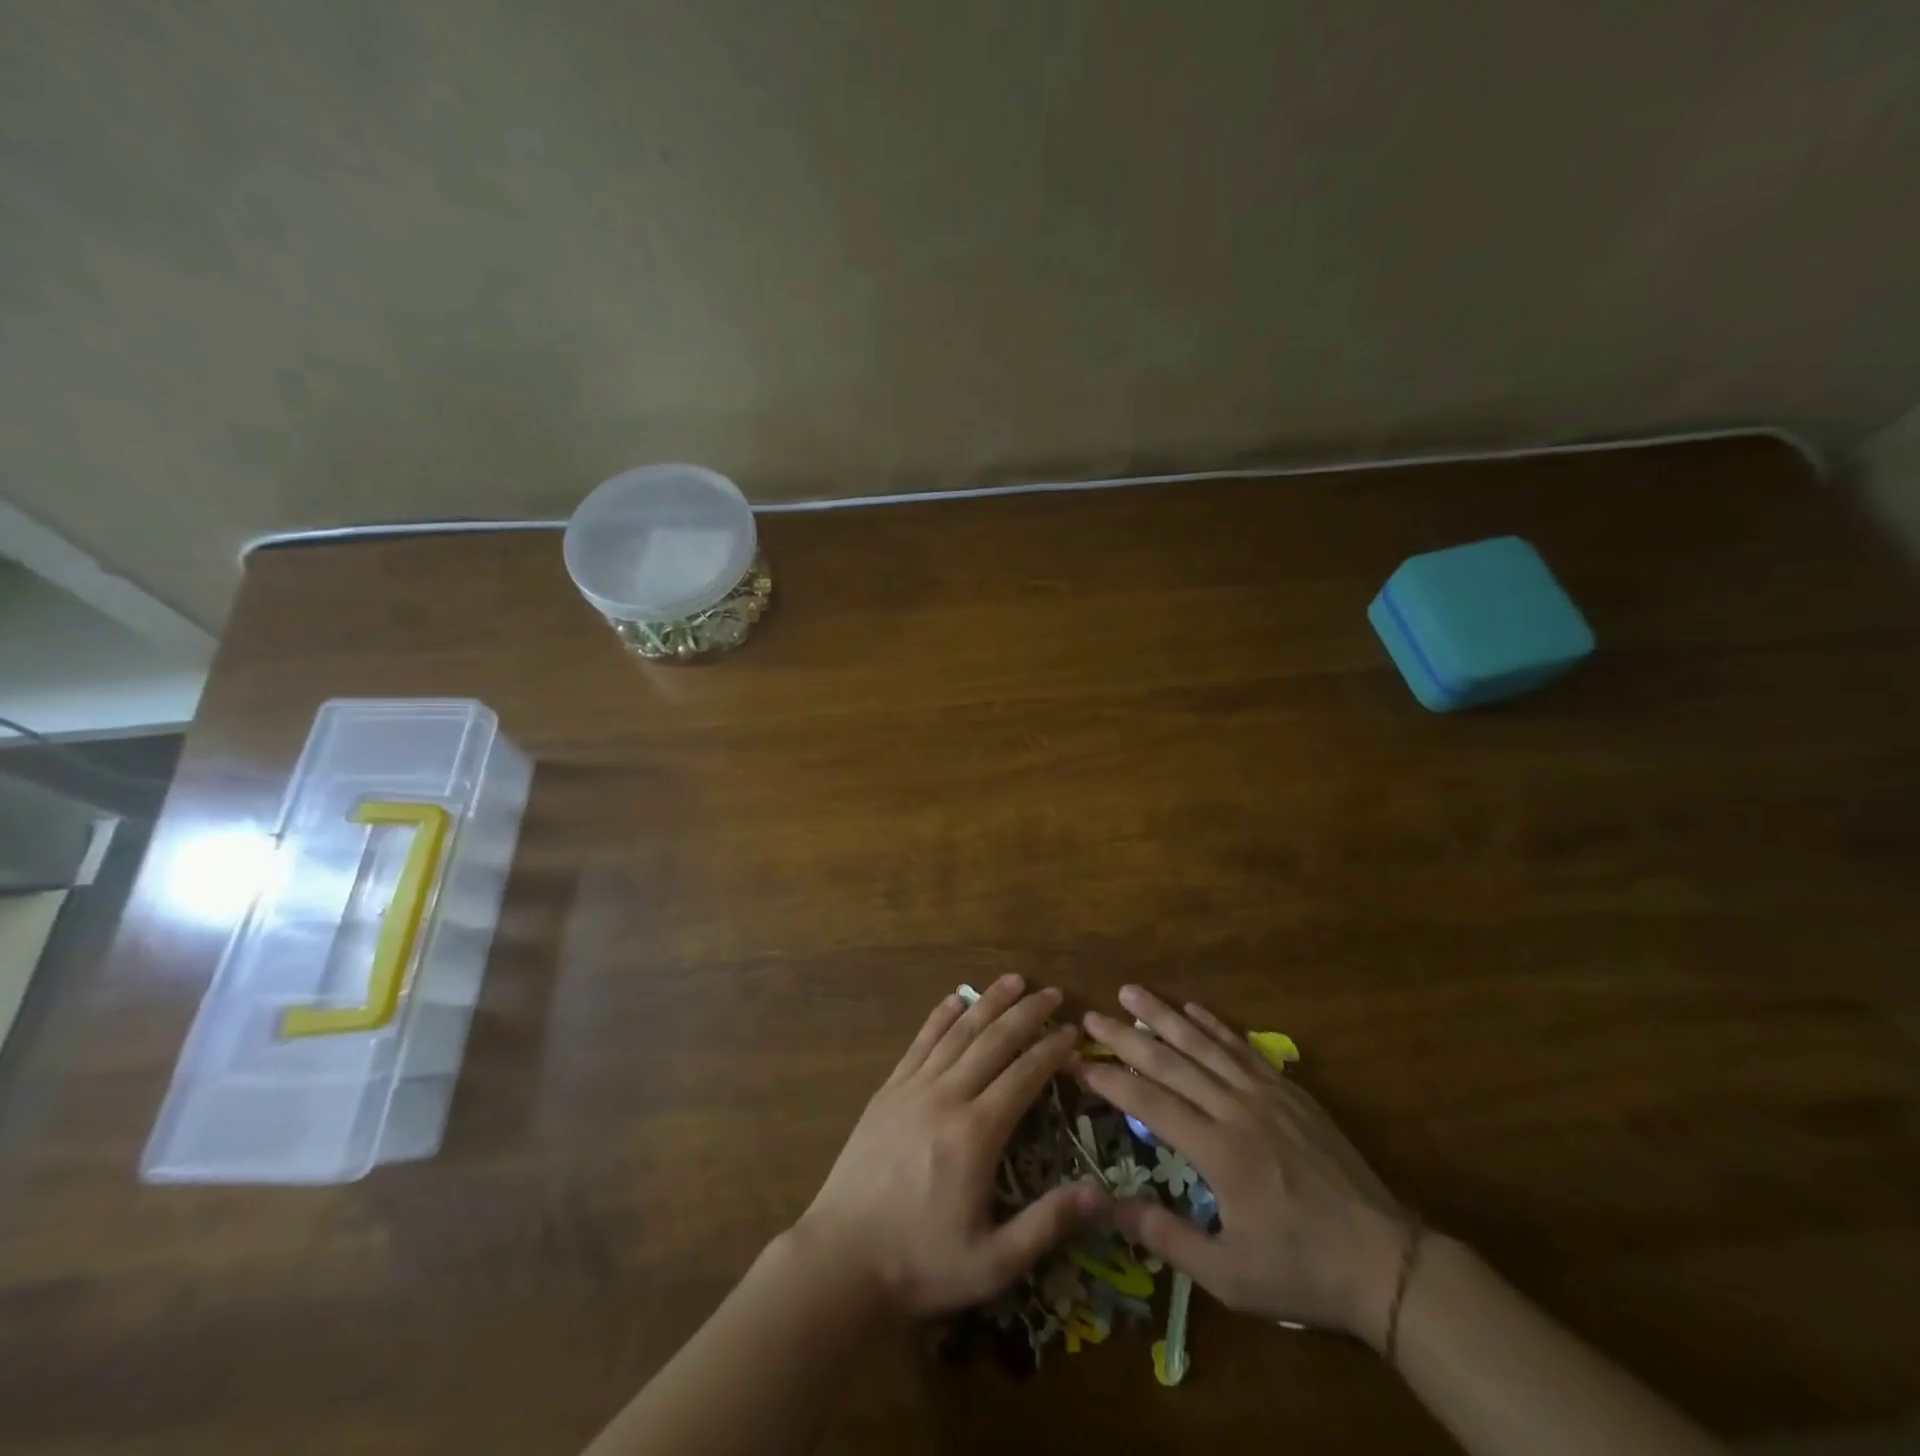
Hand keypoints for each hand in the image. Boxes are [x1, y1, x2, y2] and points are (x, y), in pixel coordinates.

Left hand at [794, 975, 1109, 1319]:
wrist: (841, 1258)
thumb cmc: (920, 1262)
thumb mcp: (993, 1262)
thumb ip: (1047, 1224)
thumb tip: (1101, 1194)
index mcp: (976, 1133)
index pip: (1024, 1076)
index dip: (1052, 1050)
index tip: (1073, 1032)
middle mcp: (947, 1096)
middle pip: (994, 1041)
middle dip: (1027, 1014)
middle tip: (1053, 993)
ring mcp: (913, 1088)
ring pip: (958, 1032)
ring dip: (988, 1002)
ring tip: (1014, 980)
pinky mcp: (888, 1090)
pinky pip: (920, 1042)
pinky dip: (941, 1016)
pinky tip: (955, 998)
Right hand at [1077, 986, 1413, 1346]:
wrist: (1384, 1260)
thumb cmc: (1301, 1270)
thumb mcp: (1229, 1276)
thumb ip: (1167, 1236)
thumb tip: (1108, 1205)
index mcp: (1218, 1153)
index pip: (1148, 1103)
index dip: (1108, 1079)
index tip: (1076, 1061)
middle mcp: (1236, 1110)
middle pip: (1170, 1063)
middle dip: (1125, 1037)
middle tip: (1091, 1015)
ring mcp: (1266, 1095)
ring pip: (1204, 1044)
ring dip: (1164, 1016)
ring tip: (1132, 992)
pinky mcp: (1290, 1091)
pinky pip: (1243, 1048)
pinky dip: (1215, 1026)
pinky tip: (1193, 1008)